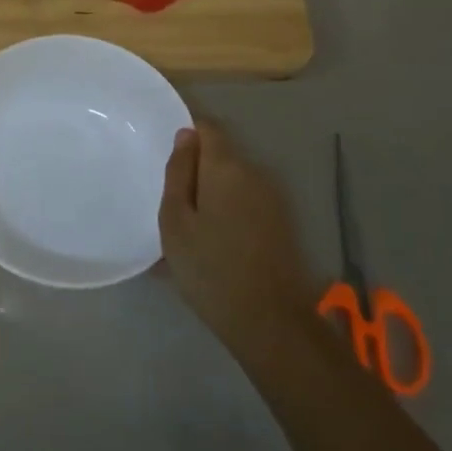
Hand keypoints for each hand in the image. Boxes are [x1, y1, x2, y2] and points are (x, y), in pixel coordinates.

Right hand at [158, 120, 314, 355]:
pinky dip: (229, 215)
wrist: (270, 322)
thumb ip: (178, 173)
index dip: (187, 136)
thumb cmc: (210, 268)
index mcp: (226, 167)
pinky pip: (247, 205)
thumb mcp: (175, 221)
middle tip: (173, 206)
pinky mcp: (283, 224)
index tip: (168, 161)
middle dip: (197, 172)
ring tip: (190, 233)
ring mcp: (274, 200)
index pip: (207, 128)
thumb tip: (186, 135)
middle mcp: (255, 174)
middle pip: (221, 157)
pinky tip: (214, 248)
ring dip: (213, 197)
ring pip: (234, 184)